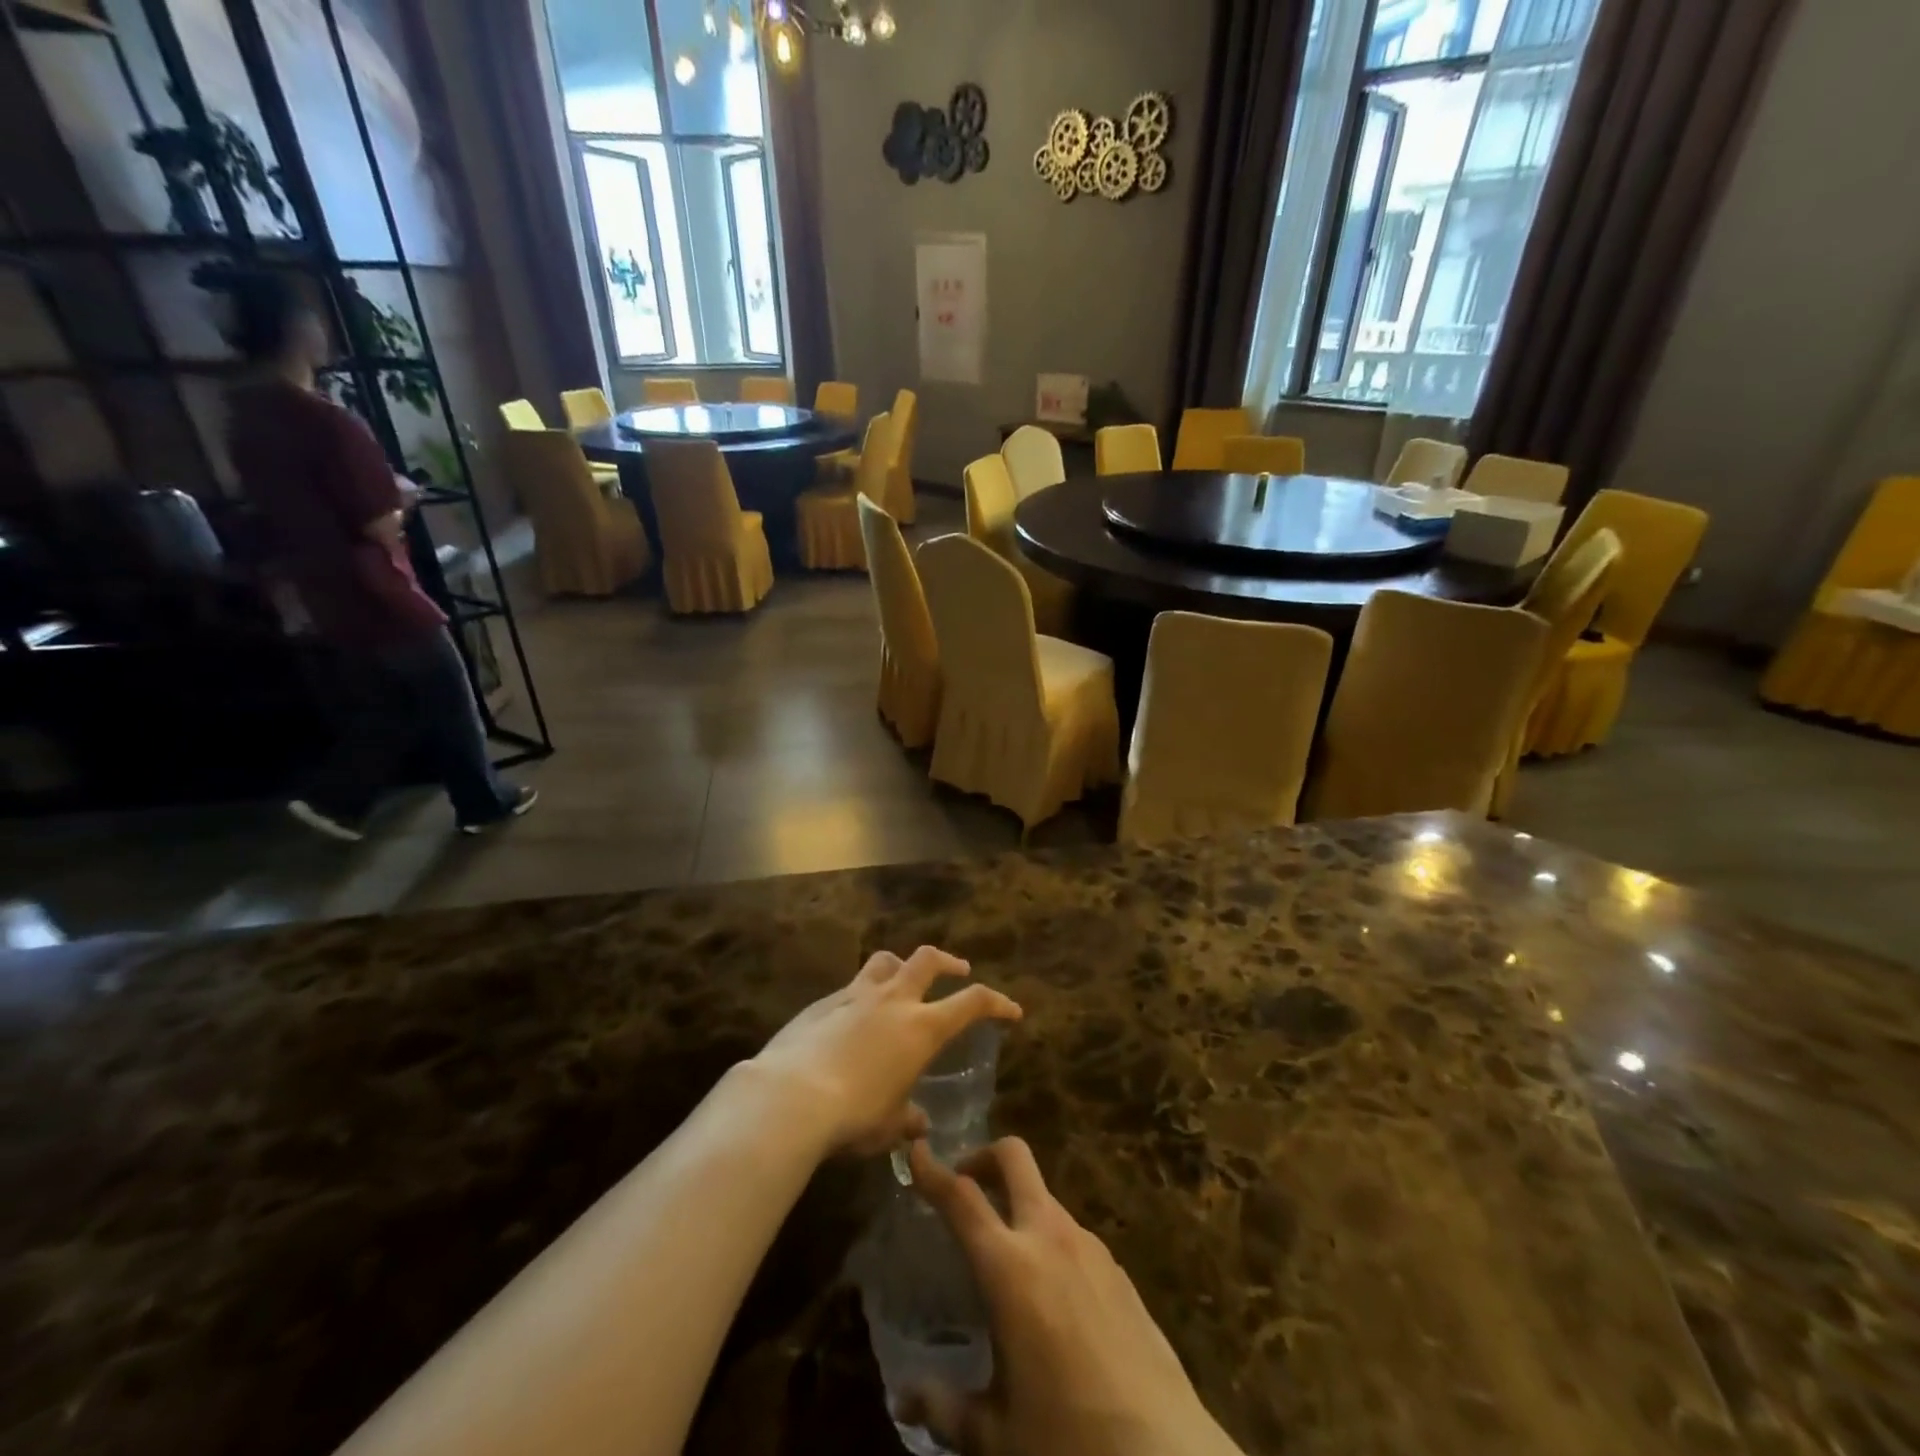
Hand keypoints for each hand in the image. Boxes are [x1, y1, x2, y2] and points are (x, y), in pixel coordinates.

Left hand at [746, 946, 1020, 1158]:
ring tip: (903, 980)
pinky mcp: (823, 1002)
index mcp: (922, 1028)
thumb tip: (918, 1122)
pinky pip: (851, 987)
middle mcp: (893, 1001)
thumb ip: (908, 1118)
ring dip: (902, 966)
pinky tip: (853, 1019)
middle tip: (958, 970)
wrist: (791, 1096)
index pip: (972, 1002)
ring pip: (886, 961)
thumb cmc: (854, 1115)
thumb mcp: (889, 1126)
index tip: (1011, 1011)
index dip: (997, 1003)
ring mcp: (855, 995)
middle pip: (928, 959)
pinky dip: (862, 994)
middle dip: (948, 962)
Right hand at [902, 1139, 1243, 1455]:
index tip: (916, 1151)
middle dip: (984, 1156)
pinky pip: (1073, 1235)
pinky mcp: (1119, 1269)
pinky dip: (1050, 1240)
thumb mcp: (996, 1436)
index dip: (932, 1170)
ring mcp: (1090, 1247)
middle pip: (1015, 1157)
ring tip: (1006, 1257)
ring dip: (1019, 1204)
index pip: (961, 1198)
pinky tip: (1052, 1297)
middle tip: (965, 1185)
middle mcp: (1049, 1238)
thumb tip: (905, 1396)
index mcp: (1010, 1267)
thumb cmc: (1068, 1442)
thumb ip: (945, 1408)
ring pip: (1045, 1196)